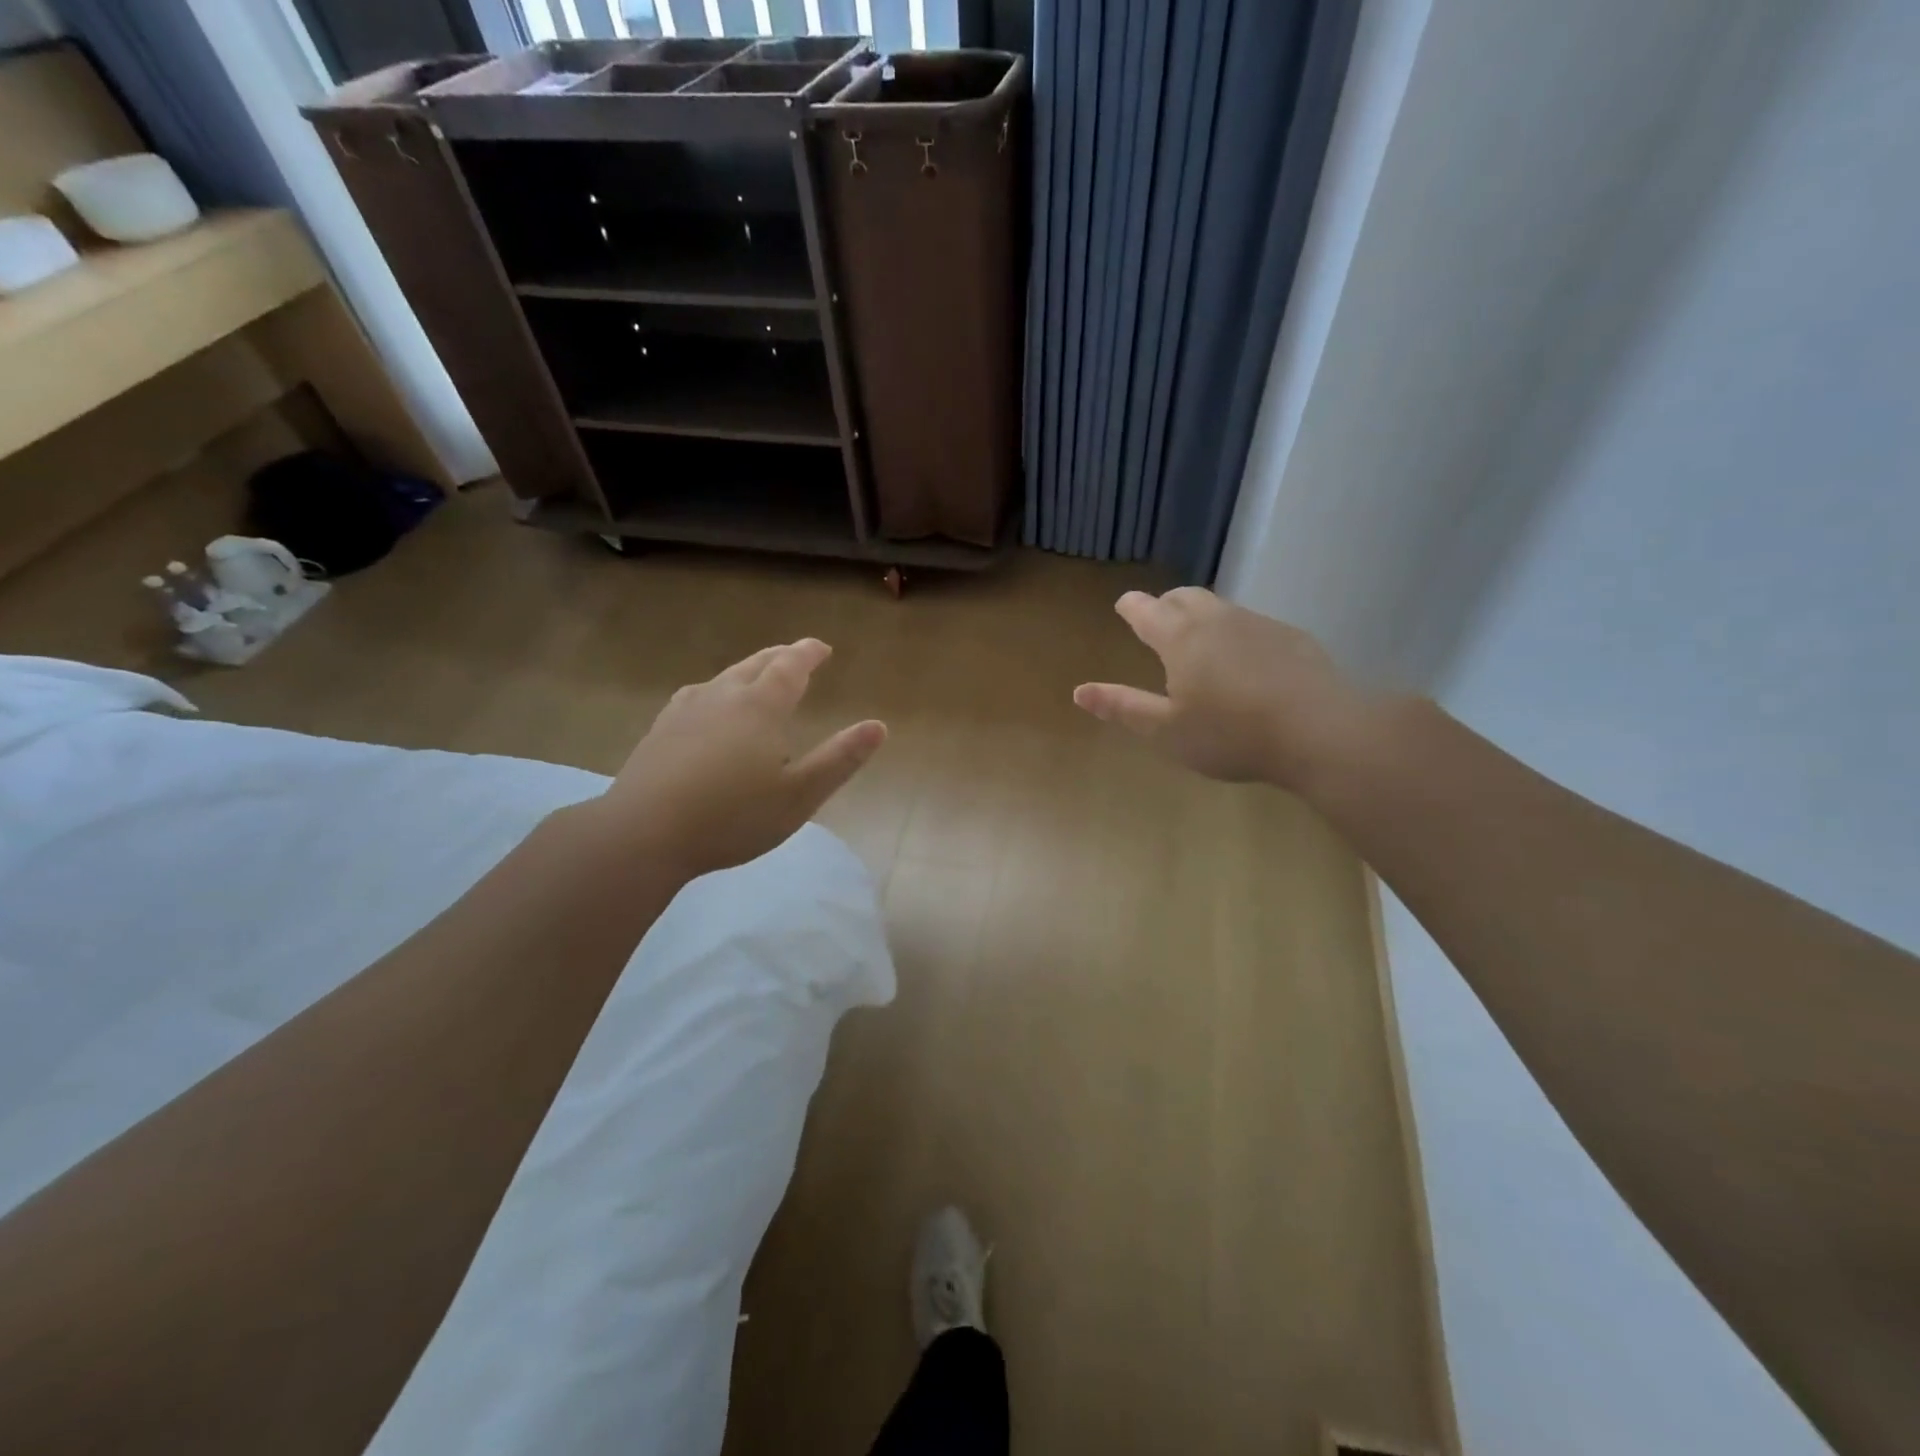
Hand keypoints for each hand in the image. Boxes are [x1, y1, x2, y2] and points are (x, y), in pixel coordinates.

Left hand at [596, 639, 885, 877]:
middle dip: (779, 657)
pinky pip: (696, 696)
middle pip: (755, 665)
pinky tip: (706, 705)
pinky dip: (715, 691)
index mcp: (760, 707)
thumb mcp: (799, 795)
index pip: (790, 667)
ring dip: (747, 671)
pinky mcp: (660, 730)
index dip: (808, 654)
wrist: (643, 834)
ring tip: (757, 676)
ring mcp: (685, 711)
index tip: (822, 647)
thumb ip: (840, 759)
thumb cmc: (732, 817)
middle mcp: (722, 696)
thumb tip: (878, 726)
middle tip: (795, 655)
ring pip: (723, 677)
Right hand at [1073, 588, 1369, 789]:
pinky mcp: (1290, 637)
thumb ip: (1122, 707)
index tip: (1124, 605)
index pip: (1146, 610)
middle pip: (1183, 597)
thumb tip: (1079, 691)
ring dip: (1201, 616)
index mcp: (1180, 638)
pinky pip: (1251, 624)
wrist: (1318, 731)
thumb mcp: (1166, 731)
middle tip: (1157, 620)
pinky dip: (1235, 633)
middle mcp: (1216, 619)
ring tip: (1199, 642)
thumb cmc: (1230, 735)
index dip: (1131, 607)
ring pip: (1219, 607)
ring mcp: (1257, 624)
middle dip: (1164, 604)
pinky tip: (1245, 662)